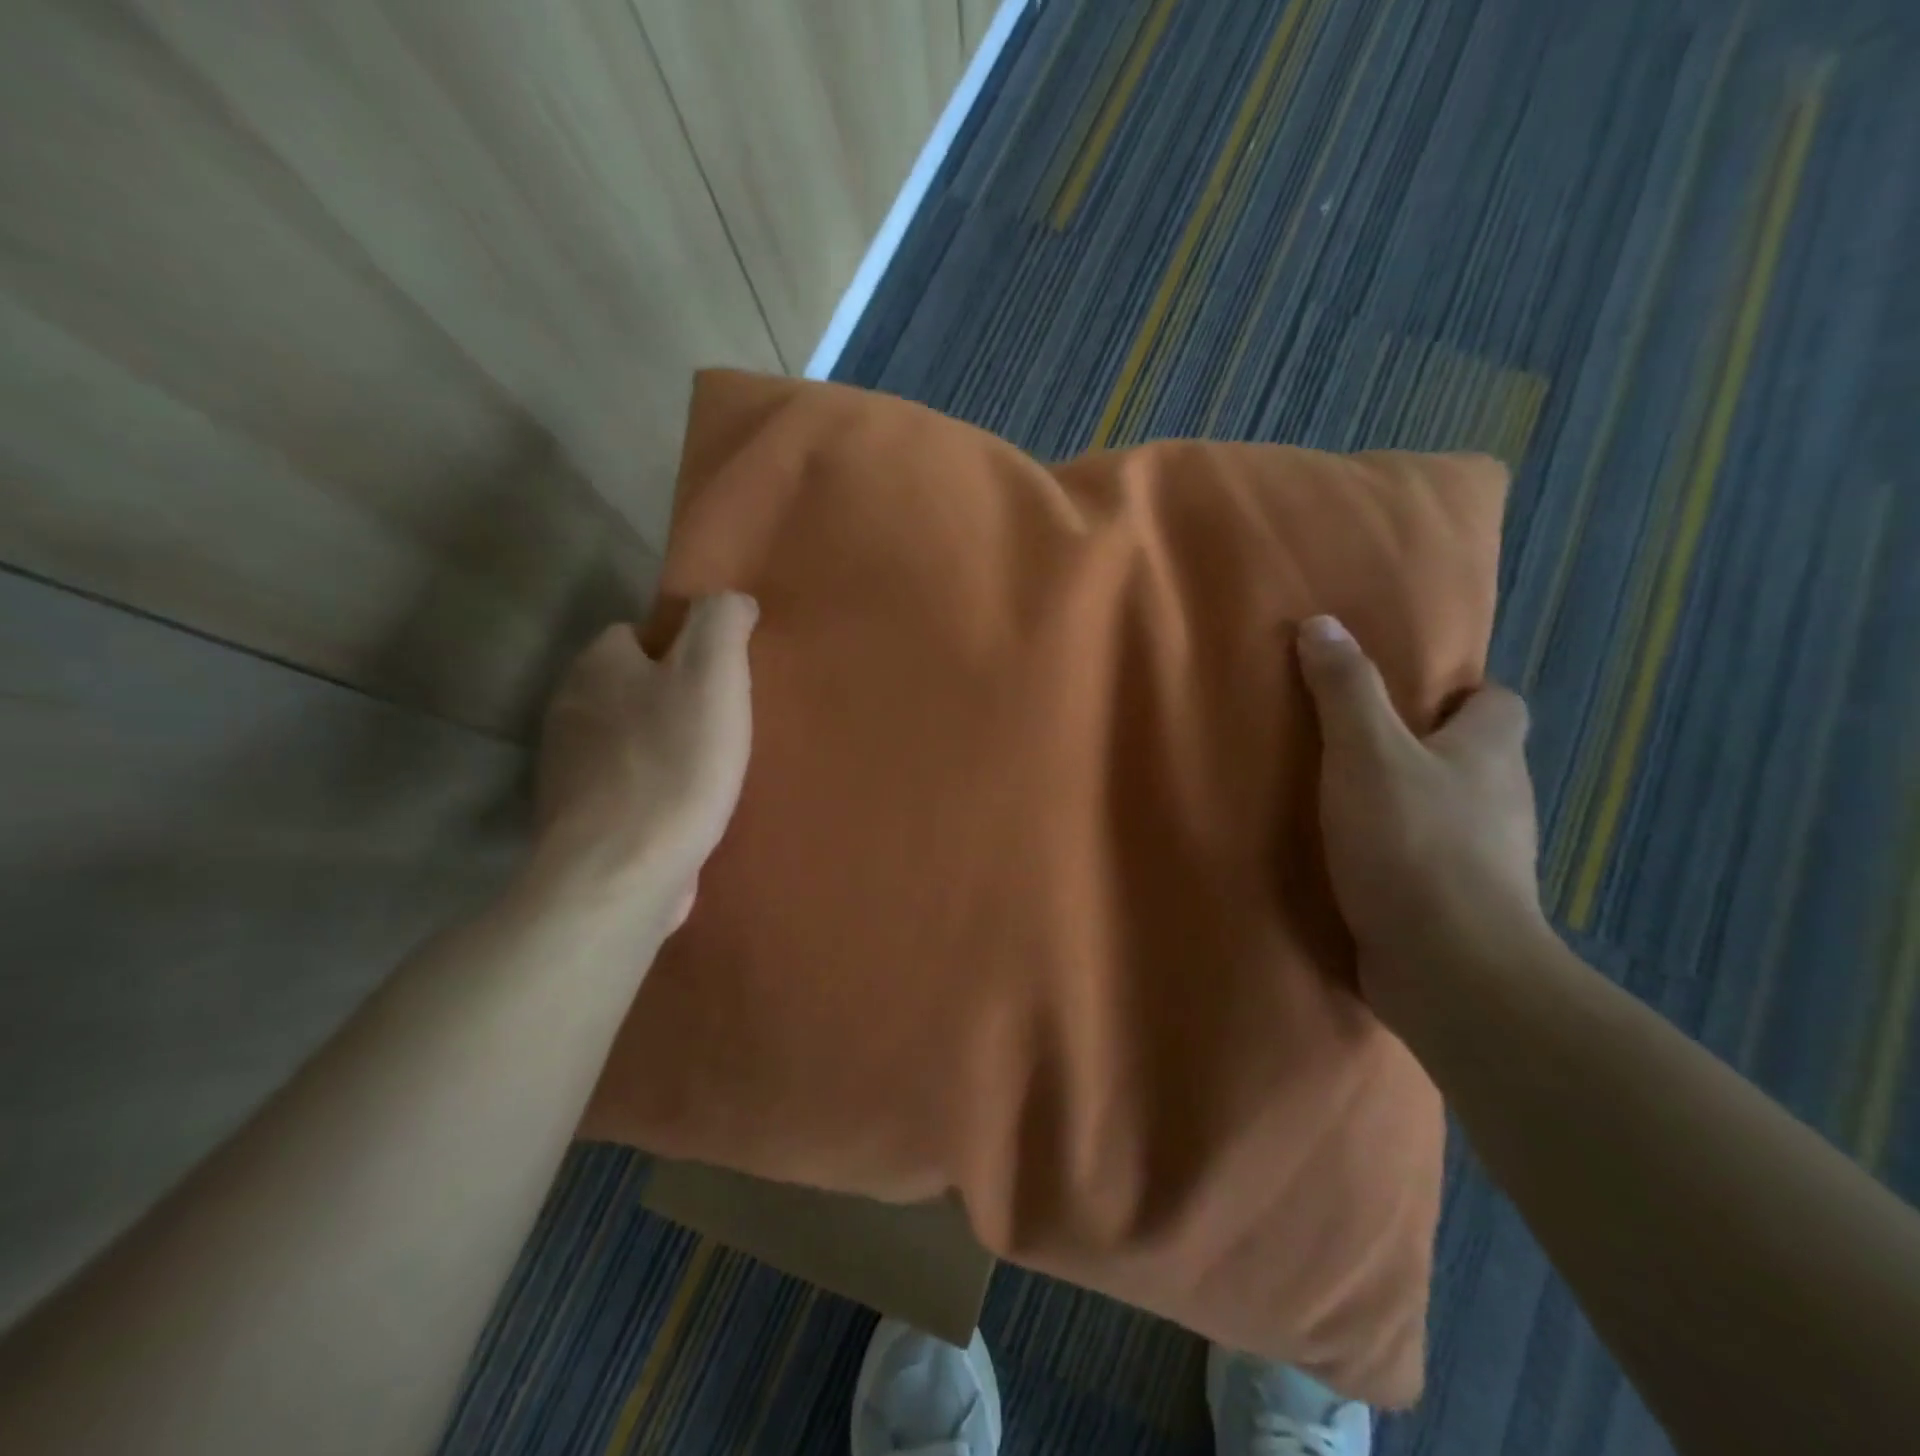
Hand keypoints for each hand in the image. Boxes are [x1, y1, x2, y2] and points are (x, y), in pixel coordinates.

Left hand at [532, 593, 756, 930]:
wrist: (622, 871)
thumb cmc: (675, 763)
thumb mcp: (714, 674)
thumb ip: (722, 622)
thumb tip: (732, 599)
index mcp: (597, 665)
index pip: (635, 633)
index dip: (681, 650)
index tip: (719, 682)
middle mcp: (569, 708)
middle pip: (630, 687)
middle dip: (671, 700)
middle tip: (721, 727)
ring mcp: (566, 768)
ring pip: (625, 738)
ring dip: (661, 748)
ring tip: (707, 773)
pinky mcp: (576, 819)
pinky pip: (622, 786)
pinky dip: (649, 791)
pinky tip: (680, 811)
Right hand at [1295, 615, 1548, 1014]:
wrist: (1450, 969)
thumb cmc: (1411, 843)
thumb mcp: (1366, 753)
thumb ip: (1345, 690)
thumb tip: (1322, 623)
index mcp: (1490, 753)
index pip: (1499, 703)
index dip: (1461, 693)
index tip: (1407, 697)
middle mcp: (1502, 801)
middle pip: (1474, 759)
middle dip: (1427, 749)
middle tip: (1358, 745)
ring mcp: (1488, 860)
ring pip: (1454, 813)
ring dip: (1413, 804)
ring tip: (1348, 802)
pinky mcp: (1462, 907)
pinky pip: (1434, 865)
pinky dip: (1403, 857)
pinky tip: (1357, 863)